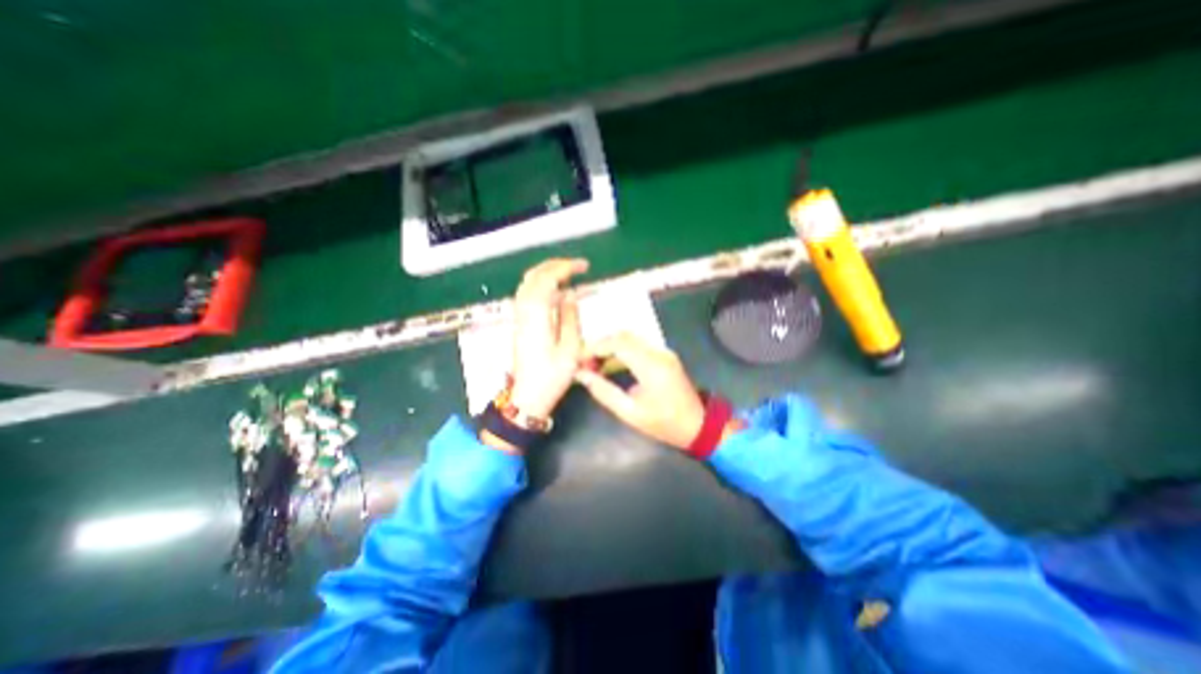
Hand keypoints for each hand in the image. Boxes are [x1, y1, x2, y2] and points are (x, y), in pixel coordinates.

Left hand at [506, 258, 587, 420]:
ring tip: (567, 273)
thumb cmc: (552, 376)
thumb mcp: (570, 349)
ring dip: (546, 273)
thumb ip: (570, 318)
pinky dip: (541, 285)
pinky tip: (555, 291)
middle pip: (534, 276)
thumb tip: (570, 294)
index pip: (547, 280)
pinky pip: (527, 295)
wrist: (527, 397)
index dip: (565, 268)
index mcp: (537, 316)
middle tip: (577, 266)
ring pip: (528, 284)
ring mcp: (519, 317)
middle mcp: (524, 311)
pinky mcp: (520, 323)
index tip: (584, 267)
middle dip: (555, 266)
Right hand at [576, 329, 705, 448]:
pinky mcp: (665, 355)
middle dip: (601, 346)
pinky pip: (639, 345)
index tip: (580, 360)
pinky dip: (622, 350)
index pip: (618, 343)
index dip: (595, 348)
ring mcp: (663, 352)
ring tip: (595, 365)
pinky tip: (612, 364)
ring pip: (631, 338)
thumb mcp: (630, 413)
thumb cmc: (664, 424)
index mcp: (651, 366)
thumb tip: (582, 376)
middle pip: (623, 336)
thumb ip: (604, 392)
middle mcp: (658, 352)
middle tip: (586, 363)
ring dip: (611, 346)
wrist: (698, 425)